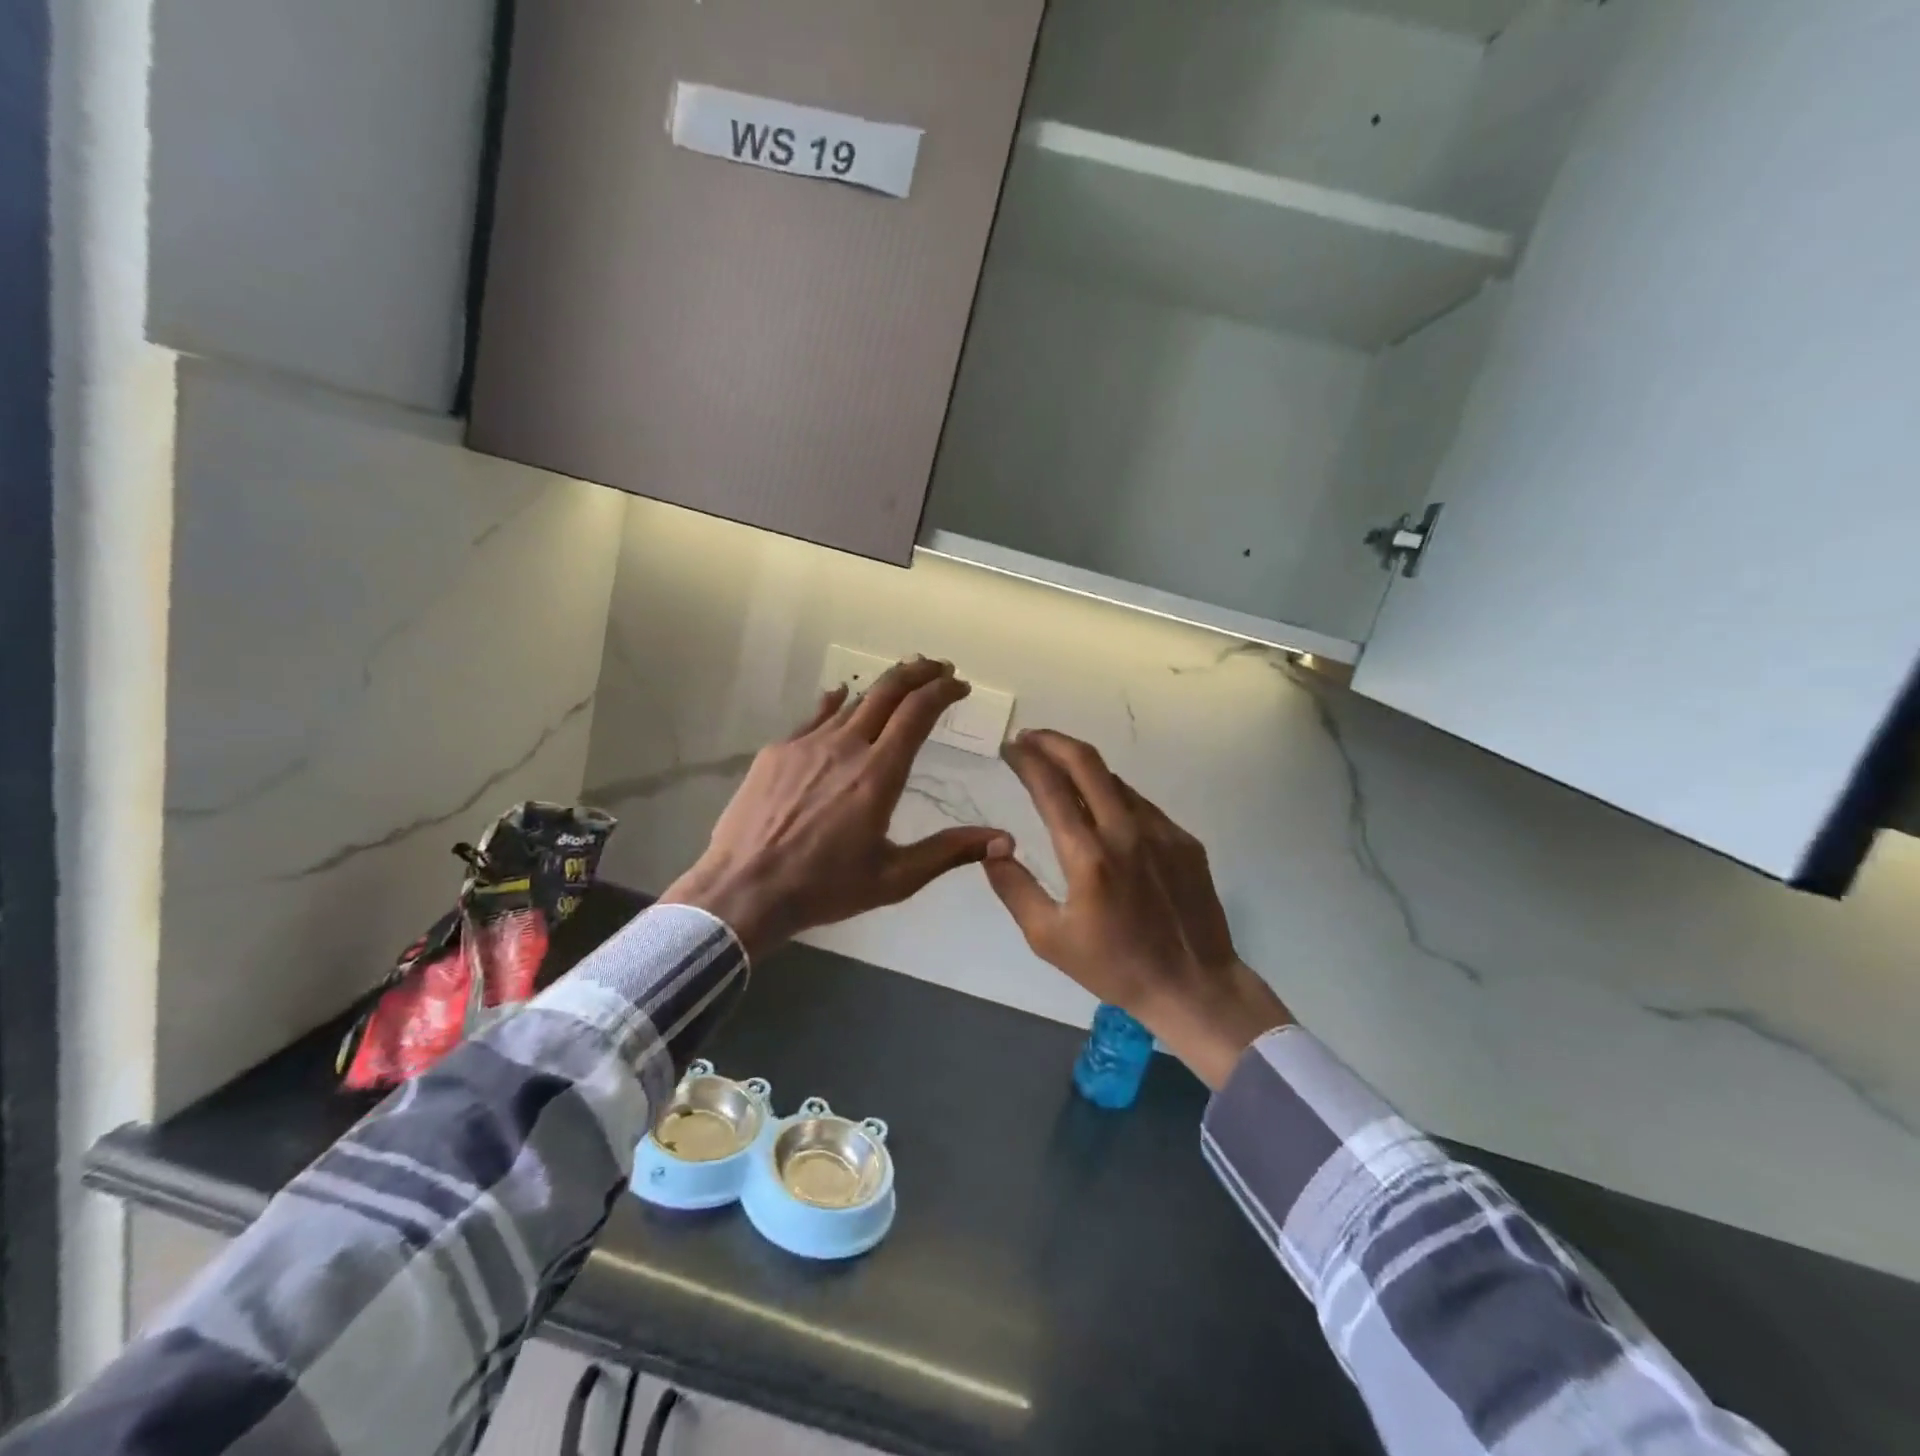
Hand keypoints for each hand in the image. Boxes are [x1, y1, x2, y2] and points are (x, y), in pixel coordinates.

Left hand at [661, 658, 1009, 959]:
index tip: (960, 685)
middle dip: (918, 672)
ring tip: (900, 683)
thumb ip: (949, 852)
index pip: (918, 712)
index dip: (943, 691)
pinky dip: (836, 703)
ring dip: (881, 688)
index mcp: (878, 774)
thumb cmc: (824, 888)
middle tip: (938, 667)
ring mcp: (806, 744)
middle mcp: (845, 746)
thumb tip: (1004, 840)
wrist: (743, 890)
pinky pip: (815, 716)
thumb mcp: (895, 878)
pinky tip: (840, 697)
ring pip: (852, 702)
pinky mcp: (777, 751)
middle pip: (887, 691)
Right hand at [985, 730, 1291, 1088]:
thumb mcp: (1048, 938)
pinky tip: (1102, 808)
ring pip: (1115, 781)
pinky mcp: (1184, 840)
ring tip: (1059, 769)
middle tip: (1030, 738)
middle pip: (1086, 762)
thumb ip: (1014, 887)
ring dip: (1082, 767)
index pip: (1050, 788)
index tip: (1009, 748)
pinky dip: (1112, 794)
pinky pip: (1140, 804)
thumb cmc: (1114, 967)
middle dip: (1052, 741)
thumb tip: (993, 846)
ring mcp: (1161, 831)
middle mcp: (1126, 832)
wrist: (1194, 986)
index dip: (1026, 760)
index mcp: (1089, 856)